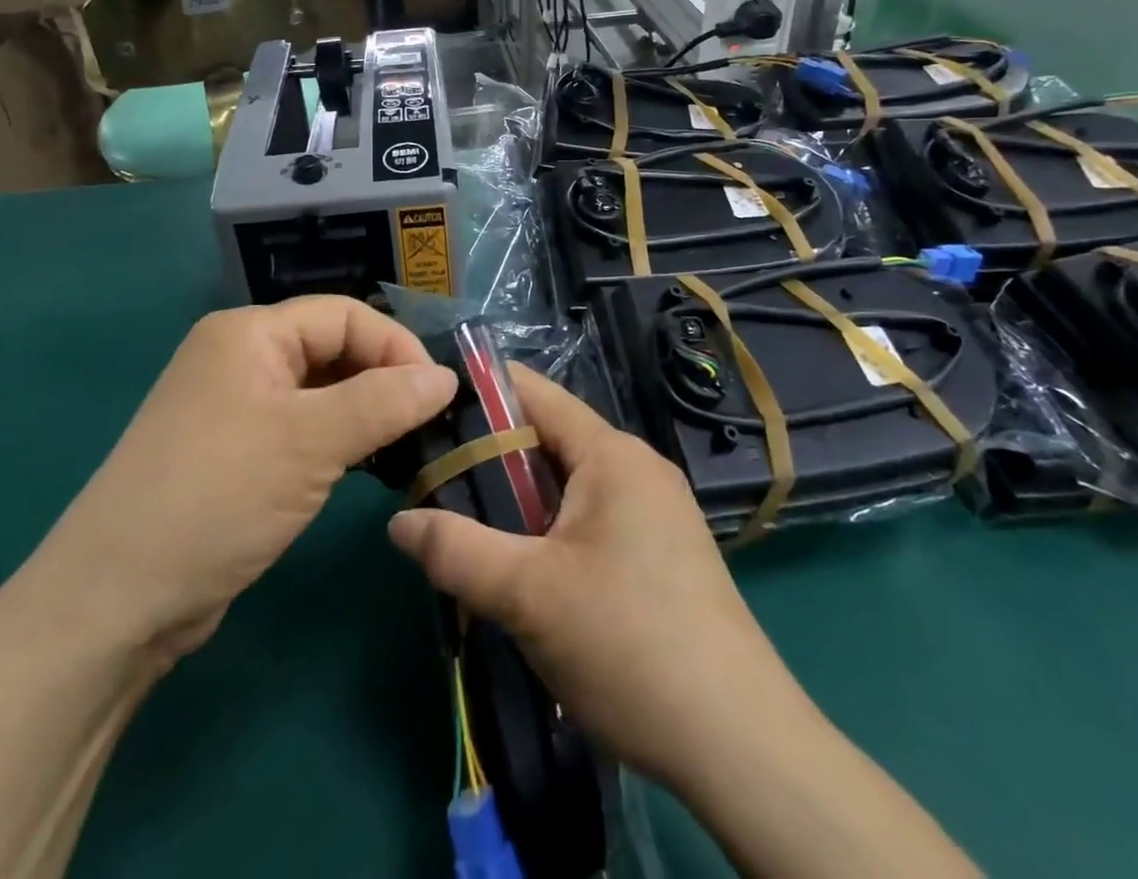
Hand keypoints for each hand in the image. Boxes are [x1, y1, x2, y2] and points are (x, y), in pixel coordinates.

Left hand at [29, 297, 456, 664]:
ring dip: (363, 413)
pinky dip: (337, 441)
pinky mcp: (234, 454)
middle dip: (382, 380)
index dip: (395, 347)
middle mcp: (239, 358)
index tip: (438, 394)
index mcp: (249, 333)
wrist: (114, 603)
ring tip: (404, 447)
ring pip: (319, 392)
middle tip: (427, 424)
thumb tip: (446, 378)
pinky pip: (300, 428)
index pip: (344, 315)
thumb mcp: (311, 442)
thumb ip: (386, 401)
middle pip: (332, 349)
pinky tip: (363, 468)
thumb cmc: (217, 497)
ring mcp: (233, 407)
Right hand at [387, 366, 800, 788]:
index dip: (482, 392)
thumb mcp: (527, 595)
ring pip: (570, 486)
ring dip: (520, 501)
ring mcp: (656, 511)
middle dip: (492, 458)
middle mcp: (638, 467)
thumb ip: (456, 550)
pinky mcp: (663, 553)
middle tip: (434, 481)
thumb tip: (399, 522)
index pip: (536, 394)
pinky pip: (592, 519)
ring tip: (467, 525)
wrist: (738, 743)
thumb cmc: (628, 643)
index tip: (430, 408)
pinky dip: (551, 530)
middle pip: (550, 440)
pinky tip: (523, 568)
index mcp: (611, 453)